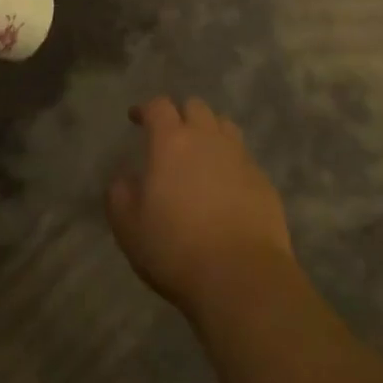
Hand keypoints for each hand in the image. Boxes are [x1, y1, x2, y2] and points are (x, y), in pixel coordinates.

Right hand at [106, 97, 294, 315]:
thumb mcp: (129, 228)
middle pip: (195, 106)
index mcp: (171, 142)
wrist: (241, 276)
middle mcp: (207, 138)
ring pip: (224, 125)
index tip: (137, 117)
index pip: (159, 106)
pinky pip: (243, 156)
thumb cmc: (176, 249)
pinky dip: (231, 161)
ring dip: (209, 131)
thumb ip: (120, 195)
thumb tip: (123, 178)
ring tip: (201, 154)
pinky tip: (226, 186)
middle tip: (171, 136)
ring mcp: (239, 156)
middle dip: (181, 114)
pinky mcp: (262, 179)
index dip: (146, 108)